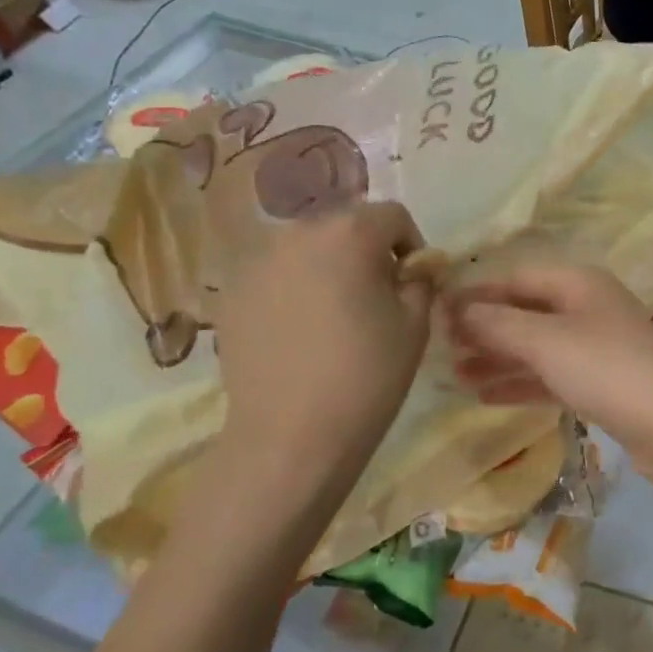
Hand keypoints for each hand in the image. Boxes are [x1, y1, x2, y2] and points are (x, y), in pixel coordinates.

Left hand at [215, 202, 433, 489]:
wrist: (291, 436)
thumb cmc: (367, 375)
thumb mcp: (415, 325)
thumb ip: (421, 280)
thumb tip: (419, 264)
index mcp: (349, 233)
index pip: (392, 215)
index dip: (411, 245)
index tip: (414, 284)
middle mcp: (297, 233)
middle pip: (345, 226)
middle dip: (367, 252)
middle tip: (377, 299)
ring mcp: (256, 262)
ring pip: (307, 249)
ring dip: (329, 268)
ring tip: (335, 317)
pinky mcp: (231, 294)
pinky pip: (276, 276)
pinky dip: (294, 290)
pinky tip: (300, 334)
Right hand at [448, 265, 652, 456]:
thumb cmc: (605, 369)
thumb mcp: (545, 341)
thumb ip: (498, 323)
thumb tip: (458, 308)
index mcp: (578, 283)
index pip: (517, 277)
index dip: (476, 292)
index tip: (437, 310)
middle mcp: (588, 308)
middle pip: (526, 311)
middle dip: (485, 328)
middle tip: (441, 347)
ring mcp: (597, 347)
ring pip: (536, 346)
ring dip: (497, 358)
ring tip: (455, 375)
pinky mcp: (601, 383)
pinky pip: (551, 375)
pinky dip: (521, 383)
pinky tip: (485, 396)